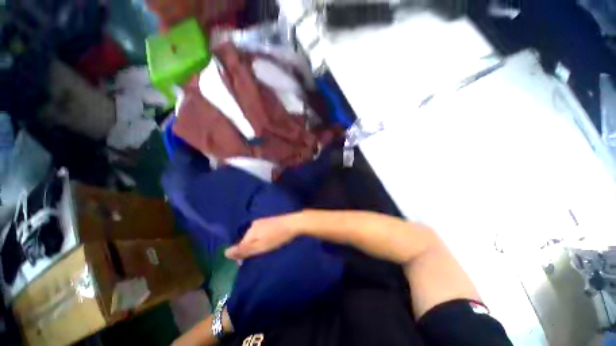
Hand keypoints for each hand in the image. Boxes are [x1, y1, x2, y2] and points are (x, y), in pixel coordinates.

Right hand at [225, 214, 299, 259]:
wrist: (294, 223)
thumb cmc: (277, 237)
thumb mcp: (260, 246)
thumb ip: (244, 250)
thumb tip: (224, 253)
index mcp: (251, 230)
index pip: (240, 245)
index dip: (243, 255)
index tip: (250, 262)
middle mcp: (254, 224)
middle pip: (247, 240)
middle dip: (250, 248)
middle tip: (260, 255)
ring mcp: (263, 221)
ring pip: (255, 236)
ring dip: (257, 243)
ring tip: (266, 249)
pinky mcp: (271, 221)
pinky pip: (262, 232)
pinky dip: (263, 238)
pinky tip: (271, 240)